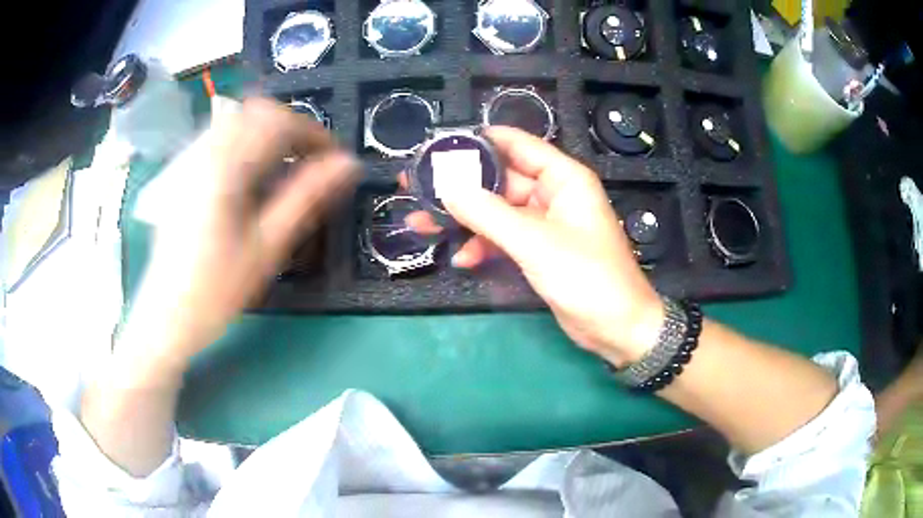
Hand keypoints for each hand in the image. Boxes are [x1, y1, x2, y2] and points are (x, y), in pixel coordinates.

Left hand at [122, 99, 357, 367]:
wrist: (165, 315)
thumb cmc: (216, 289)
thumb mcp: (267, 247)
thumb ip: (307, 198)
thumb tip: (348, 165)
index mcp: (227, 167)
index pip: (280, 123)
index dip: (316, 135)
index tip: (336, 161)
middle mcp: (206, 152)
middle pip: (258, 112)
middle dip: (292, 129)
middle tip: (311, 162)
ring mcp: (191, 160)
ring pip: (238, 120)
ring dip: (269, 134)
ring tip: (285, 168)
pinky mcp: (184, 172)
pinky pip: (221, 137)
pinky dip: (246, 143)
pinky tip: (251, 176)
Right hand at [405, 127, 661, 366]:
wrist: (616, 327)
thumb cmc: (587, 276)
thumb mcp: (534, 242)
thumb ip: (488, 214)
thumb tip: (447, 188)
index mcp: (563, 178)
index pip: (517, 144)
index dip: (479, 141)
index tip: (440, 144)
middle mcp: (552, 193)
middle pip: (500, 179)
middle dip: (460, 185)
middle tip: (417, 186)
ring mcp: (544, 223)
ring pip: (497, 211)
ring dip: (464, 219)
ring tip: (421, 223)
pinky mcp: (537, 250)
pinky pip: (504, 238)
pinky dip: (483, 246)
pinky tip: (461, 259)